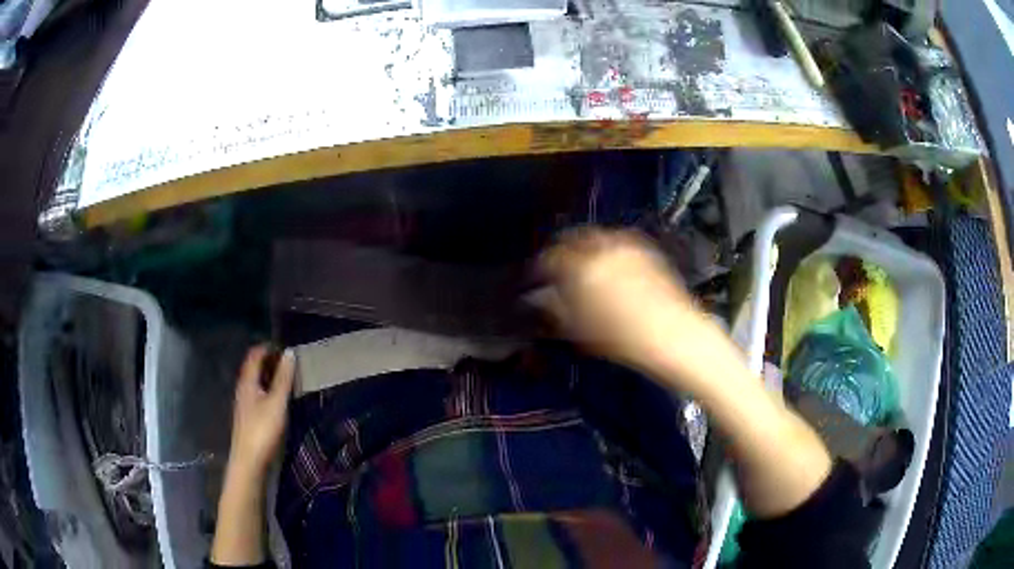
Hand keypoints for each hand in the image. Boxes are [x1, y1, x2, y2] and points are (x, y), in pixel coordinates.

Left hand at [226, 345, 294, 481]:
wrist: (249, 461)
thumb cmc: (262, 429)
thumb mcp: (277, 402)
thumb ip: (283, 378)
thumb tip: (289, 352)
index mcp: (247, 381)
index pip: (254, 355)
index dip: (268, 347)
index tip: (285, 348)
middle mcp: (243, 388)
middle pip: (254, 367)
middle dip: (270, 361)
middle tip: (290, 363)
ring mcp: (244, 403)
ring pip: (256, 381)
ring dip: (270, 376)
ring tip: (288, 378)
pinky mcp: (248, 416)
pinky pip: (258, 393)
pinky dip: (268, 389)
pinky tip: (279, 399)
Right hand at [536, 228, 723, 381]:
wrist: (671, 334)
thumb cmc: (622, 338)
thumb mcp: (580, 329)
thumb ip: (556, 309)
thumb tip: (543, 298)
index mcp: (580, 267)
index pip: (550, 257)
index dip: (541, 267)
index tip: (539, 277)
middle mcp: (602, 248)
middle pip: (573, 238)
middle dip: (564, 250)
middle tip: (561, 267)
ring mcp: (626, 245)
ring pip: (597, 236)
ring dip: (586, 246)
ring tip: (586, 265)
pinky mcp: (646, 248)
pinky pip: (619, 241)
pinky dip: (610, 249)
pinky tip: (613, 266)